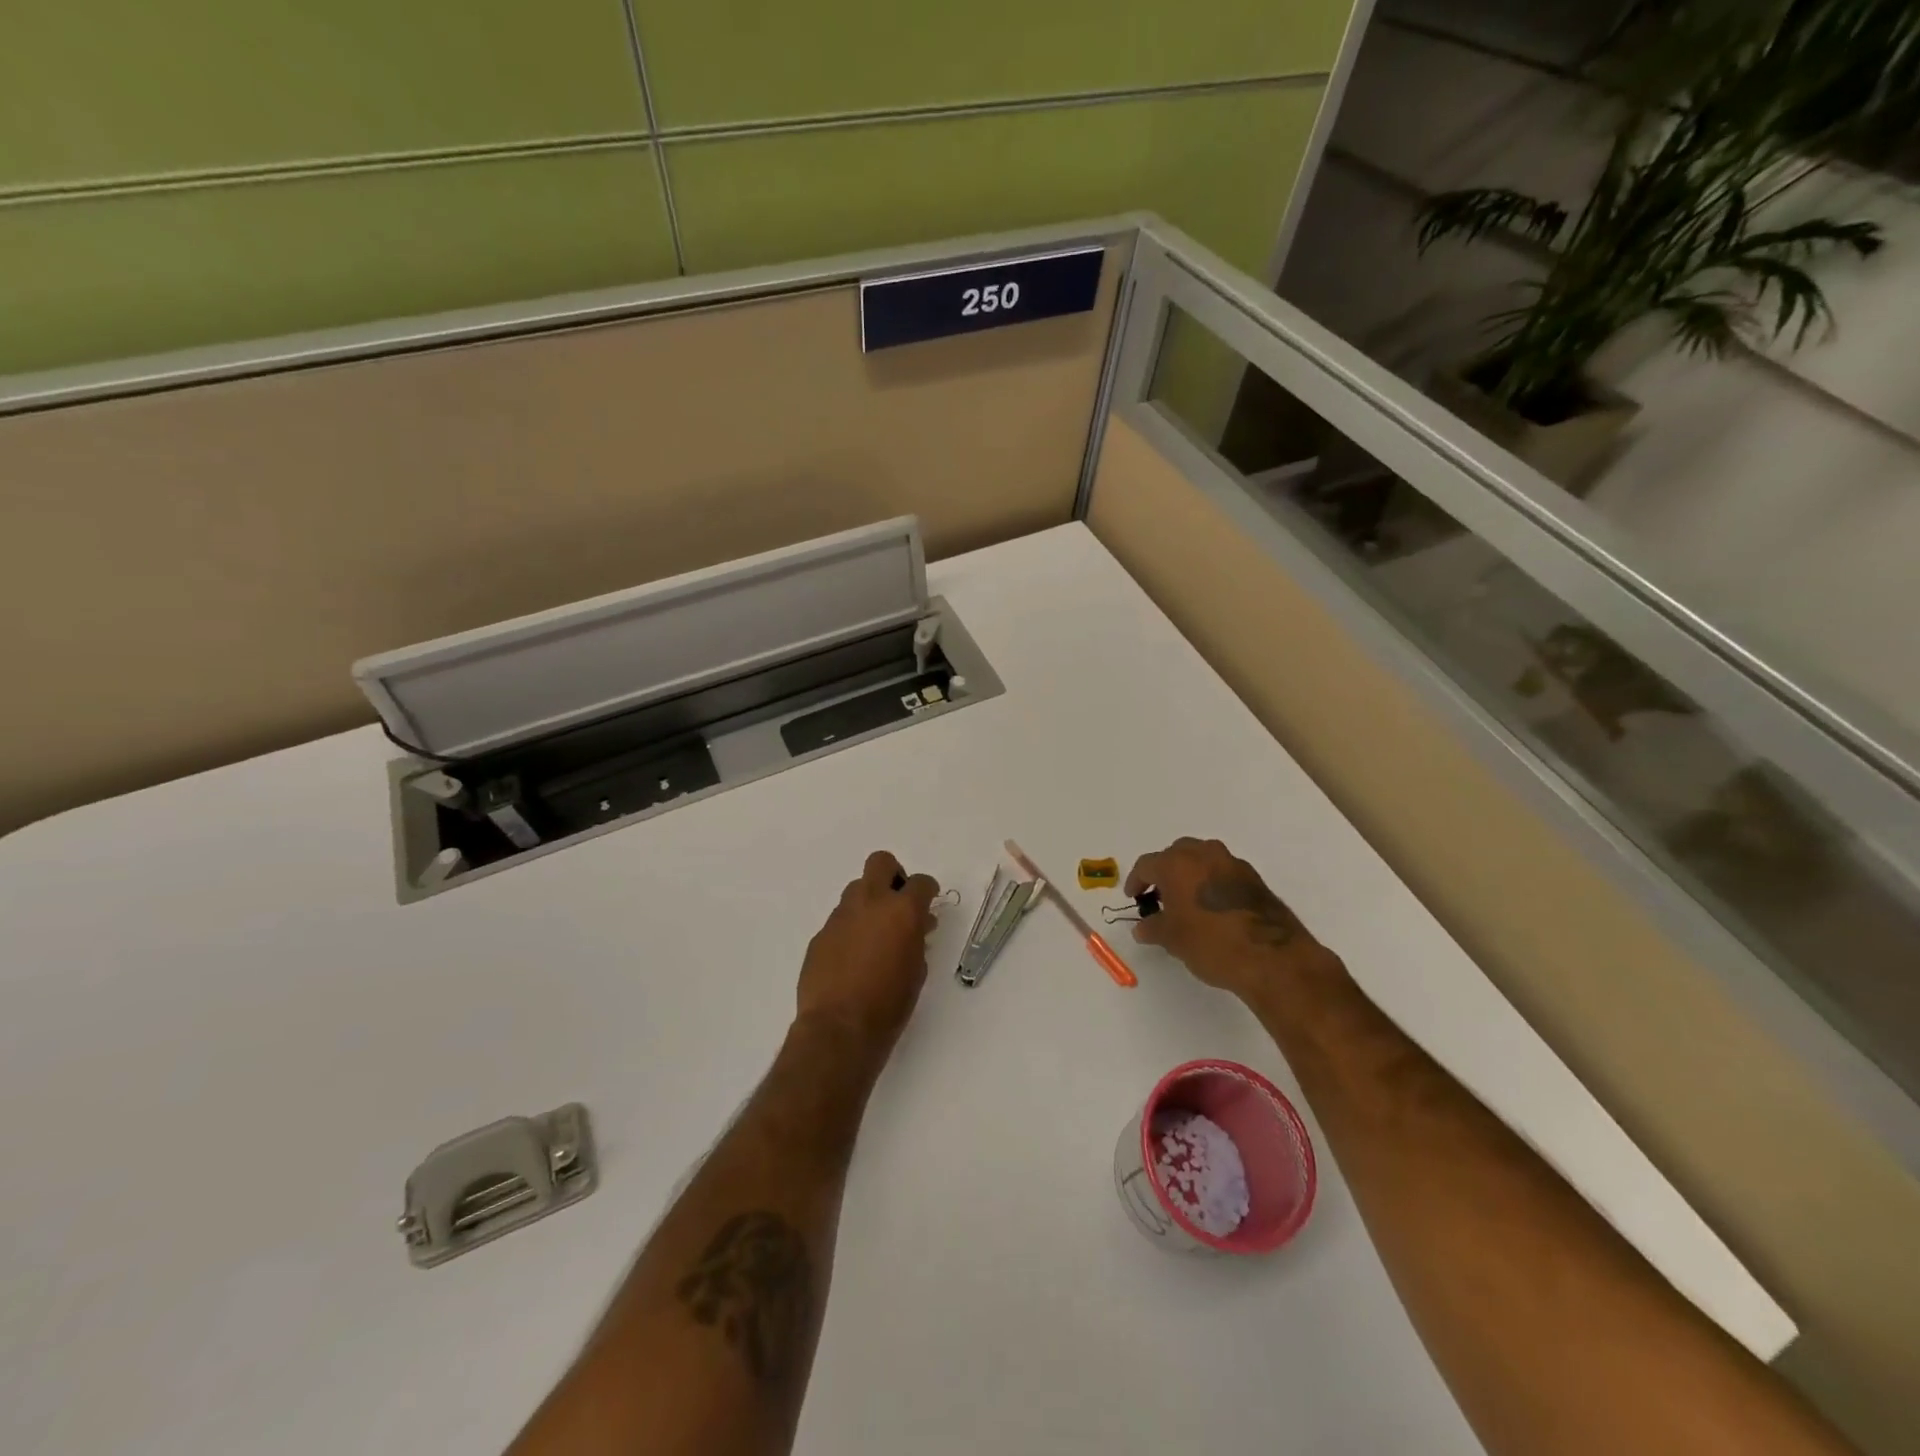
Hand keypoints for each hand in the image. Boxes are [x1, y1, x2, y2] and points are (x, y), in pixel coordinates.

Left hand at [795, 851, 940, 1049]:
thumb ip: (917, 939)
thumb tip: (916, 927)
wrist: (839, 1028)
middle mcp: (870, 903)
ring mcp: (840, 916)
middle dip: (893, 875)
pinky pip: (840, 919)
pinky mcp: (821, 934)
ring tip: (875, 933)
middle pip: (880, 863)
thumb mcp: (916, 971)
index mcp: (901, 910)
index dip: (927, 890)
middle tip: (899, 901)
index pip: (921, 882)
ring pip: (857, 889)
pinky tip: (853, 957)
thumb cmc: (889, 1004)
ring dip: (869, 902)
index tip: (929, 901)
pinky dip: (850, 928)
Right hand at [1125, 837, 1336, 999]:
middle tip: (1160, 897)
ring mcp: (1232, 863)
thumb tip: (1142, 928)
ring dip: (1191, 875)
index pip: (1147, 865)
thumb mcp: (1173, 939)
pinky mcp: (1254, 878)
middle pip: (1176, 855)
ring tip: (1187, 902)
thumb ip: (1153, 928)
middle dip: (1165, 872)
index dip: (1136, 881)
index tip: (1134, 898)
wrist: (1272, 957)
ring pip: (1202, 860)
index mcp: (1177, 864)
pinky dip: (1212, 884)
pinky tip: (1213, 909)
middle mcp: (1204, 854)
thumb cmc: (1211, 943)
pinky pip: (1223, 873)